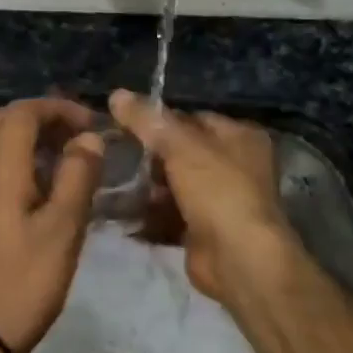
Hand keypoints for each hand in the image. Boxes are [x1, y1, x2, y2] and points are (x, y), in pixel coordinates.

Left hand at [0, 97, 104, 352]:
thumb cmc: (25, 281)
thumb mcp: (63, 228)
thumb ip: (77, 177)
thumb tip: (89, 138)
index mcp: (0, 172)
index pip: (22, 114)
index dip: (57, 108)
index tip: (92, 123)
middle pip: (4, 123)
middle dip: (43, 117)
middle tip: (79, 133)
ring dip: (34, 139)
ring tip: (73, 156)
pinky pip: (0, 170)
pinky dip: (26, 162)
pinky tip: (54, 187)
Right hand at [108, 89, 299, 303]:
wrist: (238, 258)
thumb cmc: (217, 190)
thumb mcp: (180, 146)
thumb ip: (148, 120)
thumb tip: (116, 94)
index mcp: (239, 137)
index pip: (193, 118)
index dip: (160, 121)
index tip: (124, 125)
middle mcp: (235, 165)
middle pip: (182, 152)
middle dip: (150, 158)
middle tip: (116, 156)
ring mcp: (220, 200)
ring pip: (175, 185)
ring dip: (146, 188)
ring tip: (112, 184)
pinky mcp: (204, 230)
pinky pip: (170, 215)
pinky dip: (150, 214)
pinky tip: (122, 212)